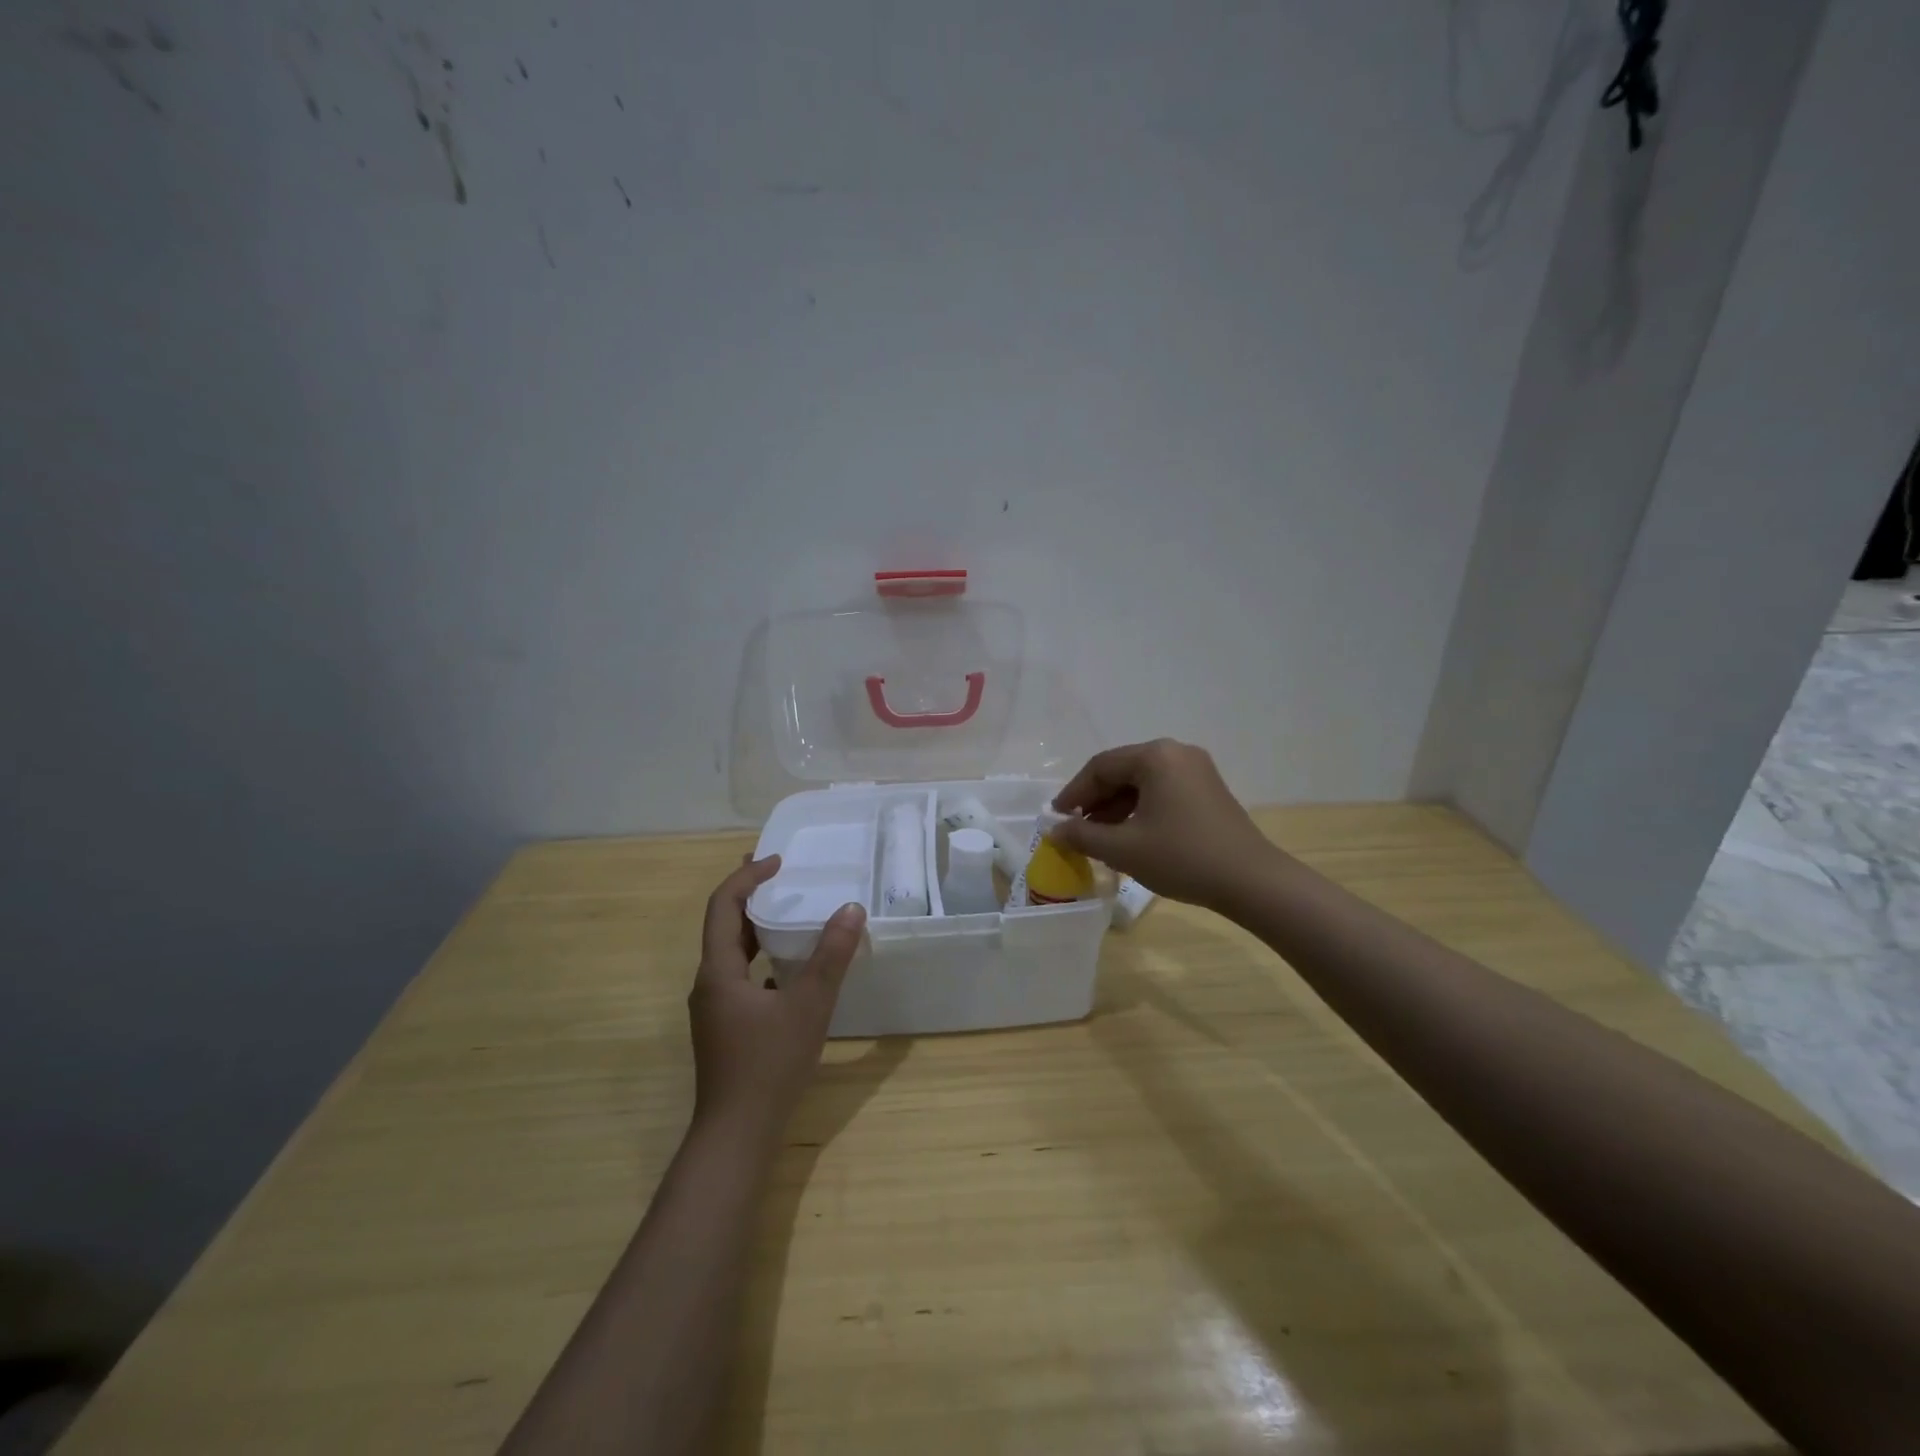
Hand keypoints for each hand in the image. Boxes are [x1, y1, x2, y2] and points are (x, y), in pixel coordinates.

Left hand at [688, 856, 865, 1139]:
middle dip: (750, 895)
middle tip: (782, 874)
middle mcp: (708, 984)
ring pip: (732, 953)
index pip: (723, 905)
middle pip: (724, 925)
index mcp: (718, 971)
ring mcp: (714, 1008)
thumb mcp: (809, 1006)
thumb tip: (851, 908)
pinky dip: (762, 958)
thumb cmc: (769, 1065)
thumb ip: (831, 957)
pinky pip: (741, 976)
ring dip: (756, 927)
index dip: (748, 876)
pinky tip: (788, 968)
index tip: (779, 860)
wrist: (736, 1136)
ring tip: (787, 912)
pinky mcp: (725, 1027)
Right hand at [1050, 739, 1281, 910]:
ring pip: (1142, 783)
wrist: (1251, 881)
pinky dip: (1140, 810)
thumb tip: (1054, 830)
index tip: (1056, 818)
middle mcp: (1177, 753)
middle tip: (1076, 829)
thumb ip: (1082, 836)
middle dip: (1095, 801)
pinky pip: (1162, 792)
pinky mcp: (1208, 791)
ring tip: (1099, 839)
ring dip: (1116, 808)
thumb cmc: (1182, 857)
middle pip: (1122, 771)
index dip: (1073, 793)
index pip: (1100, 767)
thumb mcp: (1124, 849)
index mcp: (1155, 756)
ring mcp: (1197, 770)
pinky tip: (1130, 837)